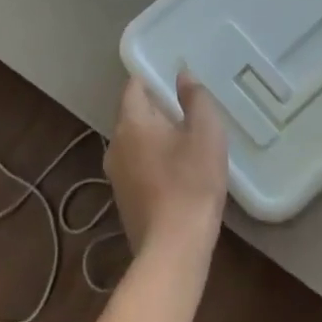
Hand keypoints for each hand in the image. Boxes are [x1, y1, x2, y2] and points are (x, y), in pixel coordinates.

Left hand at [105, 72, 228, 264]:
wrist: (174, 247)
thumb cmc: (192, 182)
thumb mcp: (206, 132)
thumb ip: (195, 98)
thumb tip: (182, 74)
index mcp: (132, 123)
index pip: (134, 87)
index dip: (152, 78)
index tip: (173, 79)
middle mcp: (115, 145)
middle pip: (133, 115)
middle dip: (157, 109)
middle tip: (188, 110)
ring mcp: (115, 175)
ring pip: (135, 143)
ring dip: (156, 138)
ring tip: (186, 140)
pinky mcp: (124, 199)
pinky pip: (137, 166)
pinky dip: (153, 161)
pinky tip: (177, 172)